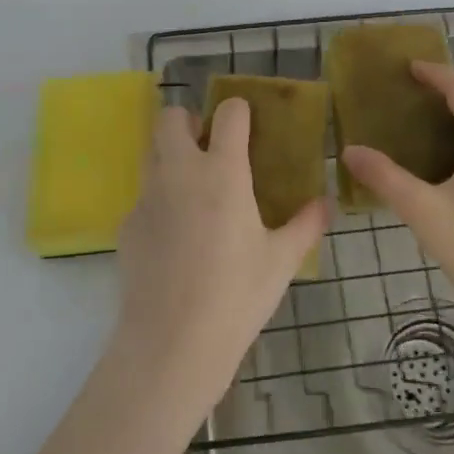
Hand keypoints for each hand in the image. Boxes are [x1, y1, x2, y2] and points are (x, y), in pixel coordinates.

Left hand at [112, 100, 326, 412]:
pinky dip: (159, 201)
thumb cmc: (236, 296)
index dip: (239, 111)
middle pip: (170, 118)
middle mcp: (180, 172)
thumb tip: (325, 204)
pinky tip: (175, 237)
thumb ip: (306, 225)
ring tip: (193, 188)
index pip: (228, 114)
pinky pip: (143, 196)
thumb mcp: (281, 261)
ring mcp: (148, 197)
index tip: (247, 123)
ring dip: (170, 155)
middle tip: (208, 148)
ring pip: (151, 152)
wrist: (172, 342)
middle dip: (188, 121)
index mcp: (222, 172)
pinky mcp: (128, 224)